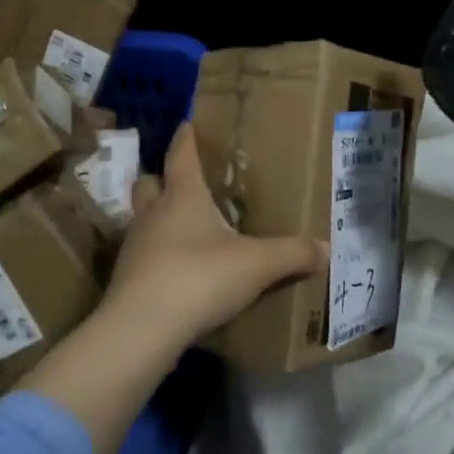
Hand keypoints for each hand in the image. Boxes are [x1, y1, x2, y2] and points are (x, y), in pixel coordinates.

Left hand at [102, 124, 326, 346]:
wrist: (141, 329)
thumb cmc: (199, 277)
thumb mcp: (256, 265)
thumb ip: (292, 254)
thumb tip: (327, 248)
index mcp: (182, 196)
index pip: (181, 155)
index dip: (186, 138)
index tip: (188, 124)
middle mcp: (153, 213)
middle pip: (150, 183)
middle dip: (164, 179)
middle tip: (187, 185)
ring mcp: (134, 246)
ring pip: (143, 219)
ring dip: (159, 219)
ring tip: (186, 230)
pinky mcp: (126, 278)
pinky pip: (144, 255)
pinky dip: (159, 255)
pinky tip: (179, 271)